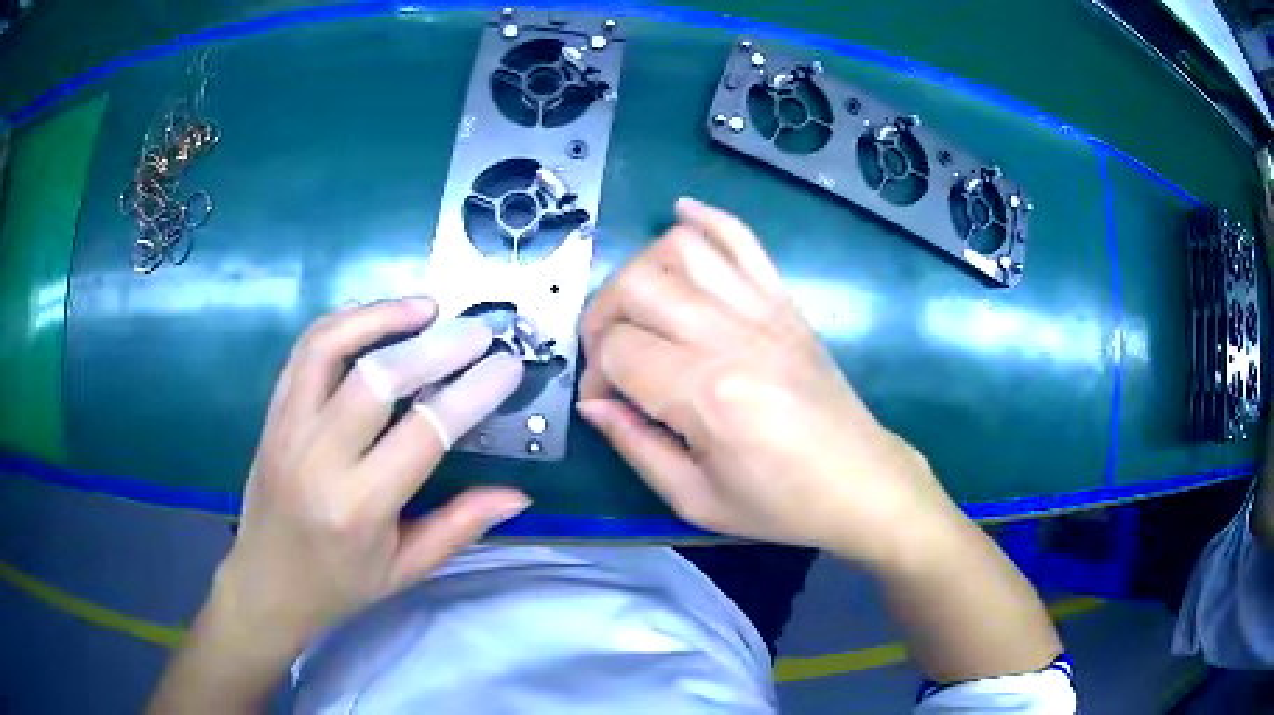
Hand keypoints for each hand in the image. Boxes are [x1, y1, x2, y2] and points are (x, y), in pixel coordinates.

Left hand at [214, 297, 529, 651]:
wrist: (266, 583)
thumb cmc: (339, 585)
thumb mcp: (405, 569)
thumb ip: (460, 527)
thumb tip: (518, 495)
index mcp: (359, 507)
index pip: (422, 433)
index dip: (471, 393)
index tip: (506, 366)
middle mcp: (318, 459)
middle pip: (376, 379)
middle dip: (435, 347)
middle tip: (476, 331)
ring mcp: (288, 429)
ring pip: (329, 348)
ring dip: (380, 317)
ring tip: (425, 307)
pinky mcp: (272, 414)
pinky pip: (305, 352)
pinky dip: (342, 323)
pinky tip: (374, 318)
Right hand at [577, 199, 960, 562]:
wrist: (860, 482)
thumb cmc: (780, 503)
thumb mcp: (697, 499)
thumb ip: (635, 447)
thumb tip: (593, 406)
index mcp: (706, 394)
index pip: (617, 350)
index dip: (595, 377)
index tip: (607, 406)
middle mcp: (730, 337)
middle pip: (636, 285)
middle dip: (603, 316)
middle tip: (610, 356)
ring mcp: (761, 309)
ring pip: (680, 249)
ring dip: (641, 269)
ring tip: (639, 308)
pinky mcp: (784, 301)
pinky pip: (741, 238)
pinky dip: (706, 218)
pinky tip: (682, 216)